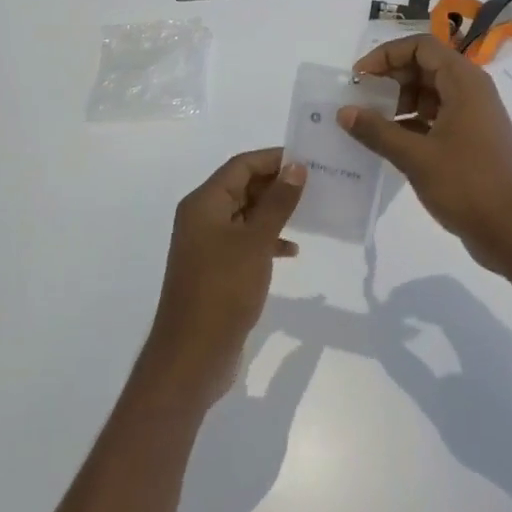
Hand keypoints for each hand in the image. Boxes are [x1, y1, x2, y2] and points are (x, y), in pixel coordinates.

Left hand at [141, 149, 306, 408]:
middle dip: (277, 184)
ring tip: (311, 212)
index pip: (240, 165)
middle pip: (242, 187)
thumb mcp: (255, 242)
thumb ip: (277, 203)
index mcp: (204, 204)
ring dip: (275, 213)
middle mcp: (202, 218)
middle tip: (318, 184)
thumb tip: (296, 167)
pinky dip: (268, 241)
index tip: (309, 159)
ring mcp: (208, 245)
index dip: (273, 158)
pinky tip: (292, 251)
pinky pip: (246, 242)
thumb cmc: (223, 290)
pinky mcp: (218, 270)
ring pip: (246, 215)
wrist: (194, 353)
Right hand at [339, 35, 511, 273]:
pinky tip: (388, 144)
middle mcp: (471, 92)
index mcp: (464, 82)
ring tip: (369, 125)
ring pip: (430, 95)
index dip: (386, 56)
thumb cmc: (468, 185)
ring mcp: (472, 117)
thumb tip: (344, 111)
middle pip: (425, 68)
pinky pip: (436, 119)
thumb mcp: (416, 156)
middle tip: (359, 102)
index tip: (358, 79)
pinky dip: (411, 125)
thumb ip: (377, 131)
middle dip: (390, 80)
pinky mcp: (470, 141)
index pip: (421, 47)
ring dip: (399, 103)